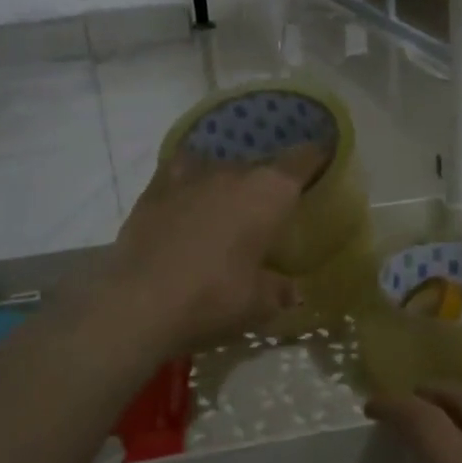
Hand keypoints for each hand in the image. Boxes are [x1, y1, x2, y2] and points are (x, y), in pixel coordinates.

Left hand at [105, 146, 324, 351]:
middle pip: (260, 166)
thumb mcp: (259, 304)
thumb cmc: (213, 299)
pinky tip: (189, 196)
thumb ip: (280, 290)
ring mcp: (191, 176)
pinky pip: (182, 172)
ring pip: (220, 167)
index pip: (303, 159)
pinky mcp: (155, 187)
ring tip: (228, 205)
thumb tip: (292, 291)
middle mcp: (233, 172)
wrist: (139, 302)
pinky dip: (190, 182)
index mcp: (269, 192)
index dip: (316, 158)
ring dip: (228, 183)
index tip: (322, 160)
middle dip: (268, 183)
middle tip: (270, 209)